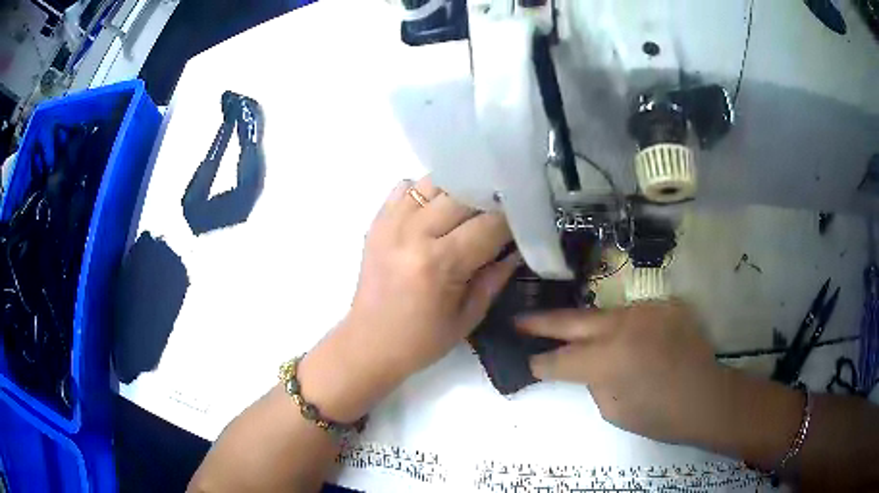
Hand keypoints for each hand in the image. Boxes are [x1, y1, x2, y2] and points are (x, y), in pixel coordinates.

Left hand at [300, 176, 517, 420]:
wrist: (368, 344)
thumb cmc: (421, 340)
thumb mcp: (469, 317)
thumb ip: (495, 277)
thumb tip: (517, 248)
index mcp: (440, 263)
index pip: (490, 224)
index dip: (513, 220)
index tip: (526, 219)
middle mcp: (414, 233)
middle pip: (464, 193)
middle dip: (490, 199)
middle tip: (503, 209)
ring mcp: (391, 223)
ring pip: (435, 182)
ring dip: (459, 190)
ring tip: (471, 206)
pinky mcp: (377, 222)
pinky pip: (406, 187)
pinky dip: (427, 192)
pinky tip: (436, 210)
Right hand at [517, 301, 721, 443]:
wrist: (706, 397)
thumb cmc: (659, 416)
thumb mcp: (613, 410)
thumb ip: (593, 381)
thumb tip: (585, 365)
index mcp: (607, 360)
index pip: (559, 360)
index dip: (539, 363)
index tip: (525, 360)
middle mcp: (622, 326)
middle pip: (571, 321)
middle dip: (540, 322)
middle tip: (518, 319)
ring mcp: (644, 310)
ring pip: (602, 314)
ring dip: (585, 325)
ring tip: (572, 331)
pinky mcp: (662, 305)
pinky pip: (632, 314)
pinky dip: (621, 327)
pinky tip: (626, 339)